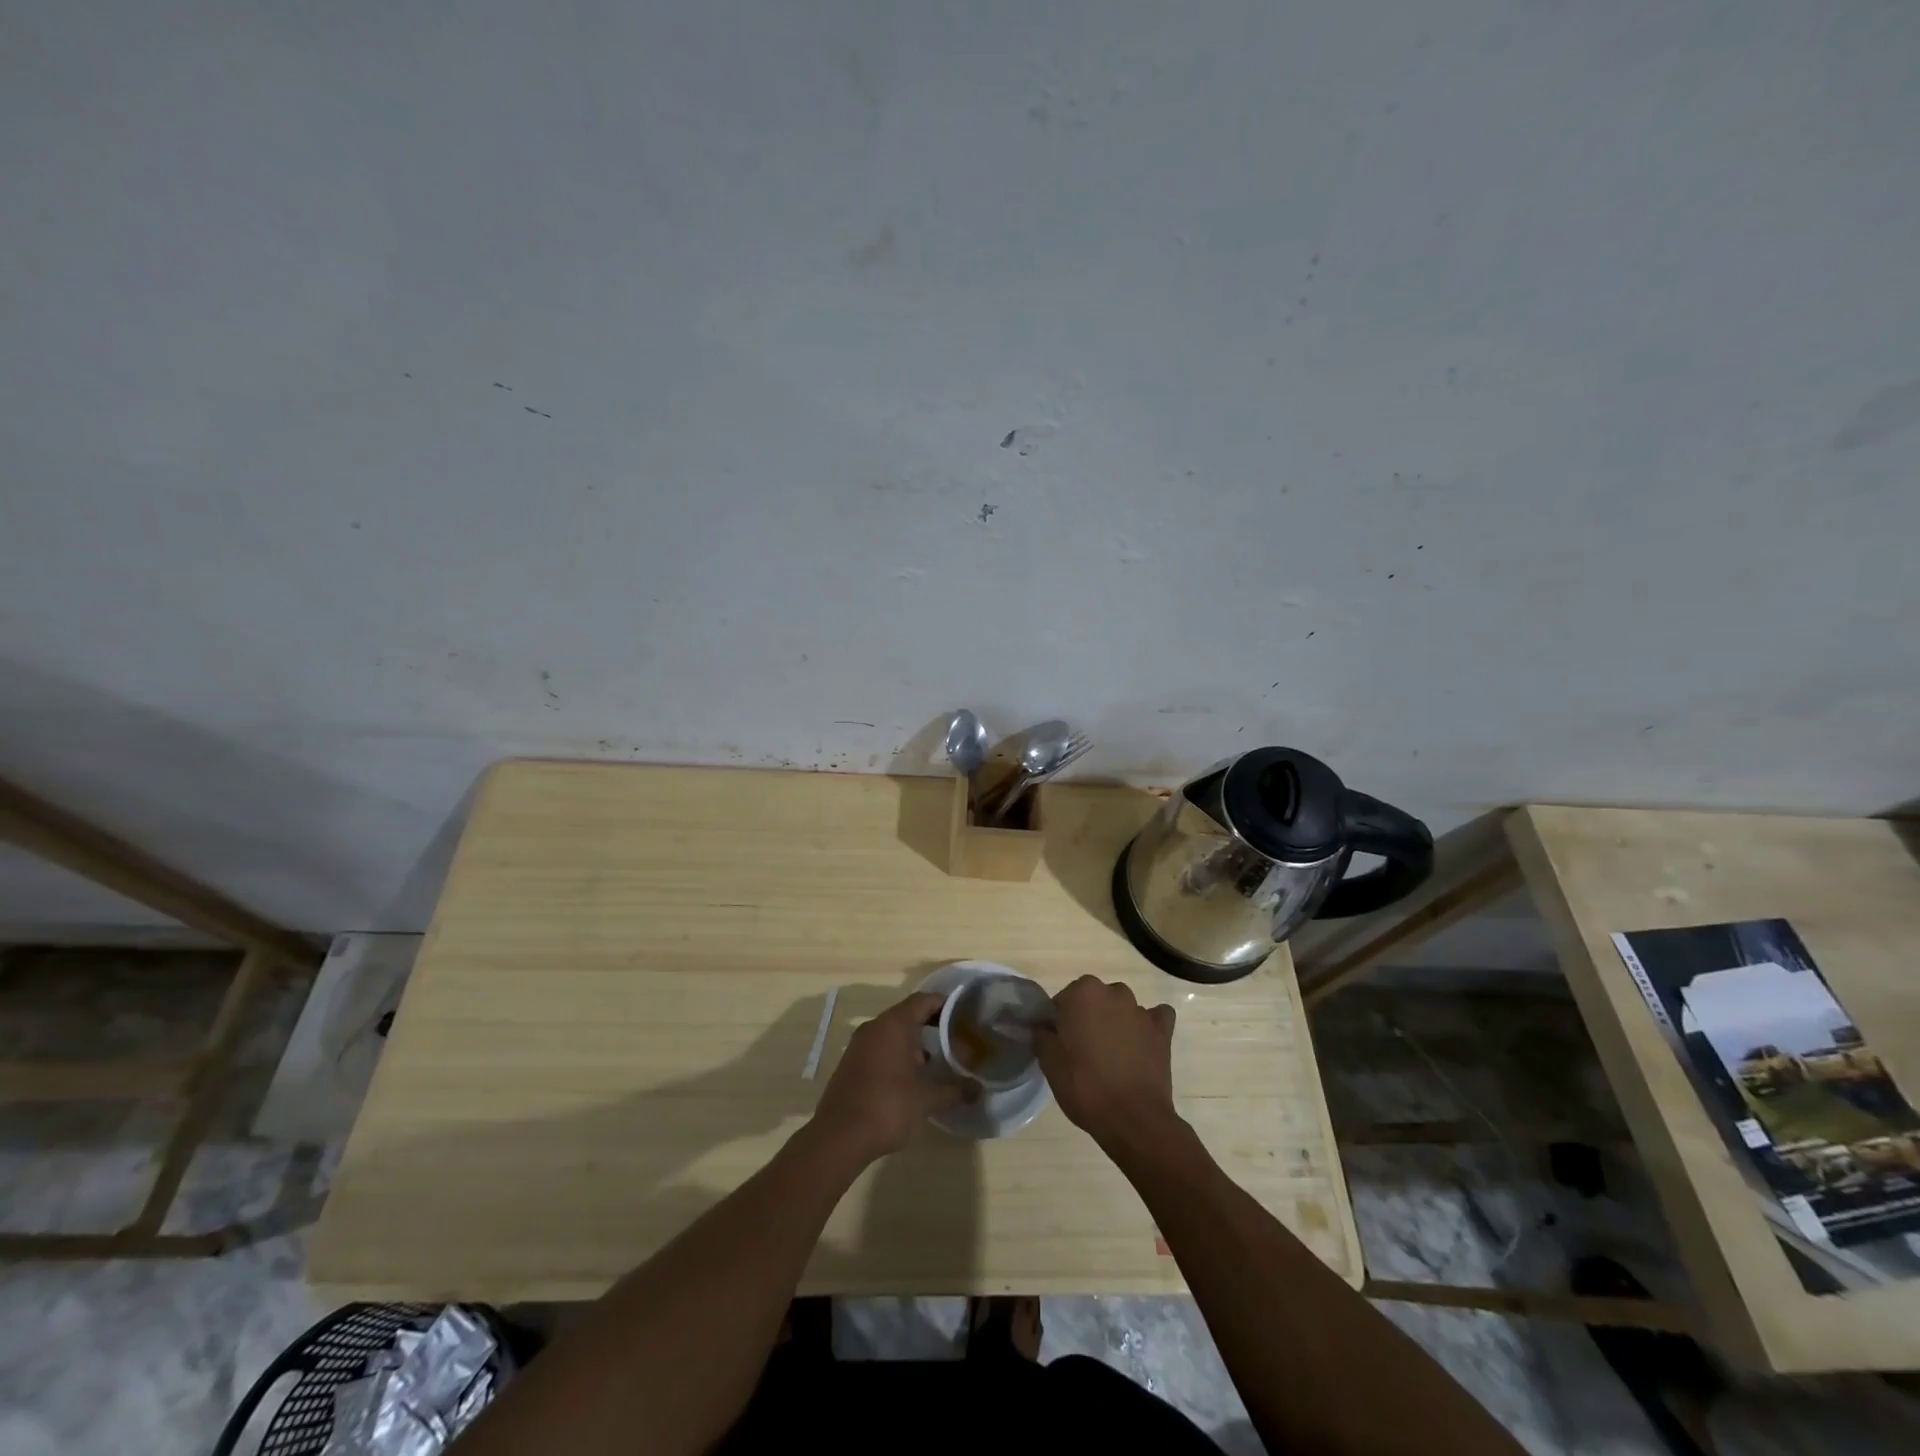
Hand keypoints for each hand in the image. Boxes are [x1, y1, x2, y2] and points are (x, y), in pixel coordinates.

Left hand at [812, 991, 971, 1163]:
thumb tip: (979, 1089)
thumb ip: (955, 1090)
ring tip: (935, 1060)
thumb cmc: (888, 1107)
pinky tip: (909, 1077)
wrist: (840, 1137)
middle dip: (931, 1024)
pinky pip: (879, 1047)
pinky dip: (896, 1053)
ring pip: (892, 1031)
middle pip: (907, 1013)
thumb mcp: (928, 1099)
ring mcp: (859, 1044)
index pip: (923, 1000)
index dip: (945, 1004)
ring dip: (913, 1041)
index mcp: (894, 1025)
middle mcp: (875, 1027)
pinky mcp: (850, 1062)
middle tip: (954, 1037)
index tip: (964, 1014)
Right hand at [1033, 976, 1180, 1154]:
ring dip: (1116, 1023)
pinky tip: (1142, 1044)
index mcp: (1083, 992)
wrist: (1131, 1119)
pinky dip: (1149, 1027)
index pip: (1064, 1000)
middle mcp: (1114, 992)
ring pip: (1122, 1009)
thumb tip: (1044, 1026)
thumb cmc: (1084, 1085)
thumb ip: (1042, 1035)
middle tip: (1083, 1050)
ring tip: (1112, 1055)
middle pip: (1094, 1000)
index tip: (1060, 1044)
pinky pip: (1156, 1018)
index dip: (1060, 1022)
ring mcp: (1141, 1011)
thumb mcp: (1049, 1062)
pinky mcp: (1162, 1031)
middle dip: (1089, 1018)